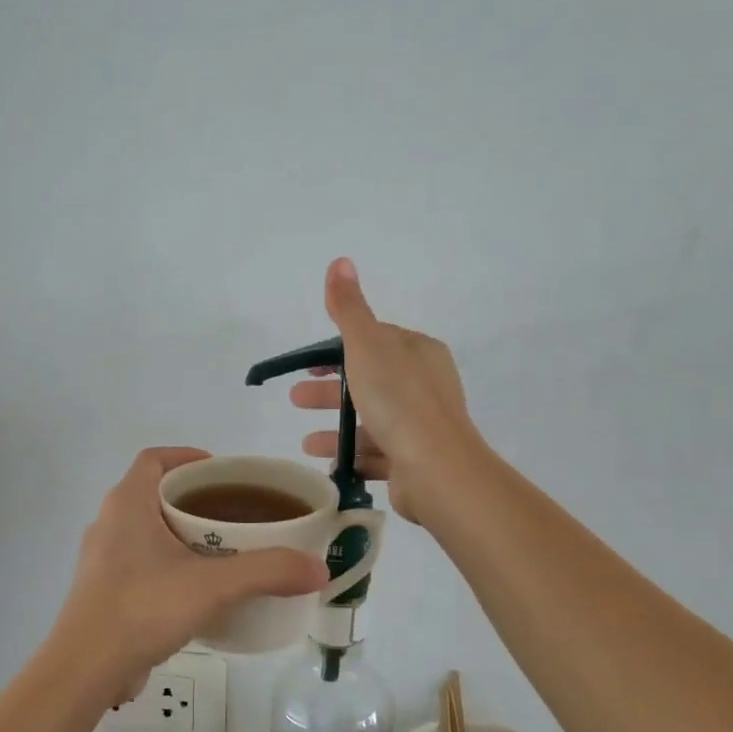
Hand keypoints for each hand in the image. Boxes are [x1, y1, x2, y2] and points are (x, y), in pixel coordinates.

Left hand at [49, 448, 328, 700]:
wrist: (85, 669)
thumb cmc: (143, 608)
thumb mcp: (213, 586)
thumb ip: (267, 571)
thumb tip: (319, 568)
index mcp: (127, 504)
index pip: (154, 459)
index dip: (187, 457)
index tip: (222, 473)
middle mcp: (109, 522)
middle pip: (153, 493)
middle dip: (193, 498)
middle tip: (233, 513)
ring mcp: (102, 559)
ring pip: (146, 530)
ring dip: (180, 533)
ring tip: (221, 550)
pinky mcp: (102, 590)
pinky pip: (140, 562)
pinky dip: (168, 564)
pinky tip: (196, 590)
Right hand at [292, 258, 479, 524]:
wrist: (437, 469)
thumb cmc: (399, 401)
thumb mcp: (367, 346)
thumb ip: (349, 309)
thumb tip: (340, 261)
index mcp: (418, 353)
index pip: (374, 343)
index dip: (338, 351)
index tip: (307, 365)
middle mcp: (424, 386)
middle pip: (368, 383)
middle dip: (330, 392)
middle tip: (295, 401)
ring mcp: (422, 426)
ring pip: (371, 422)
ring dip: (336, 429)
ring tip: (306, 443)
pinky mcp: (415, 461)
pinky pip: (377, 455)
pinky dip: (352, 457)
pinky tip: (328, 465)